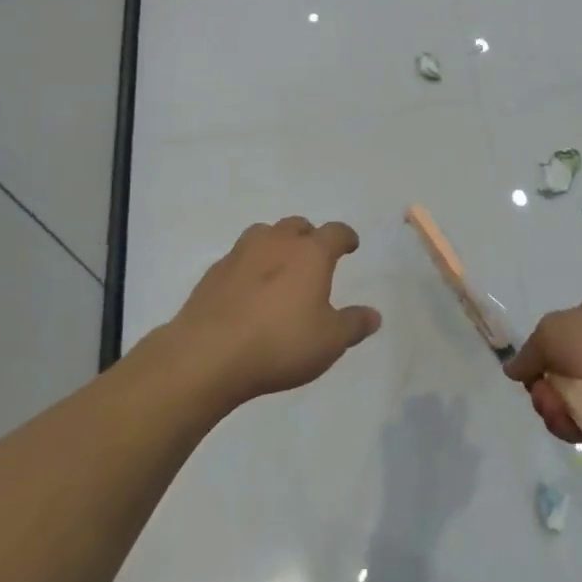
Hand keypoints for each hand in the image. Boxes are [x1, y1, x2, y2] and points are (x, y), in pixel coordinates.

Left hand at [170, 217, 380, 405]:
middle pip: (297, 226)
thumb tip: (374, 315)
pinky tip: (248, 290)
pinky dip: (249, 267)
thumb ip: (353, 325)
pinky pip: (238, 258)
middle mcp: (277, 243)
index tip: (350, 245)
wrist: (207, 355)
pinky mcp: (213, 273)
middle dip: (308, 236)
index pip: (335, 232)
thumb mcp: (329, 342)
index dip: (346, 237)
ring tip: (279, 266)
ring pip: (263, 234)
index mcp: (310, 253)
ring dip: (275, 244)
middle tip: (313, 255)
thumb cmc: (280, 343)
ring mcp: (240, 254)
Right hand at [503, 295, 581, 443]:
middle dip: (546, 390)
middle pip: (559, 372)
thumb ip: (528, 351)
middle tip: (547, 399)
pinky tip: (581, 429)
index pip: (557, 334)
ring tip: (566, 416)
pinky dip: (578, 427)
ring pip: (570, 400)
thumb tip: (513, 369)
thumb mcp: (551, 332)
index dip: (541, 356)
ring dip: (558, 411)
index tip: (533, 374)